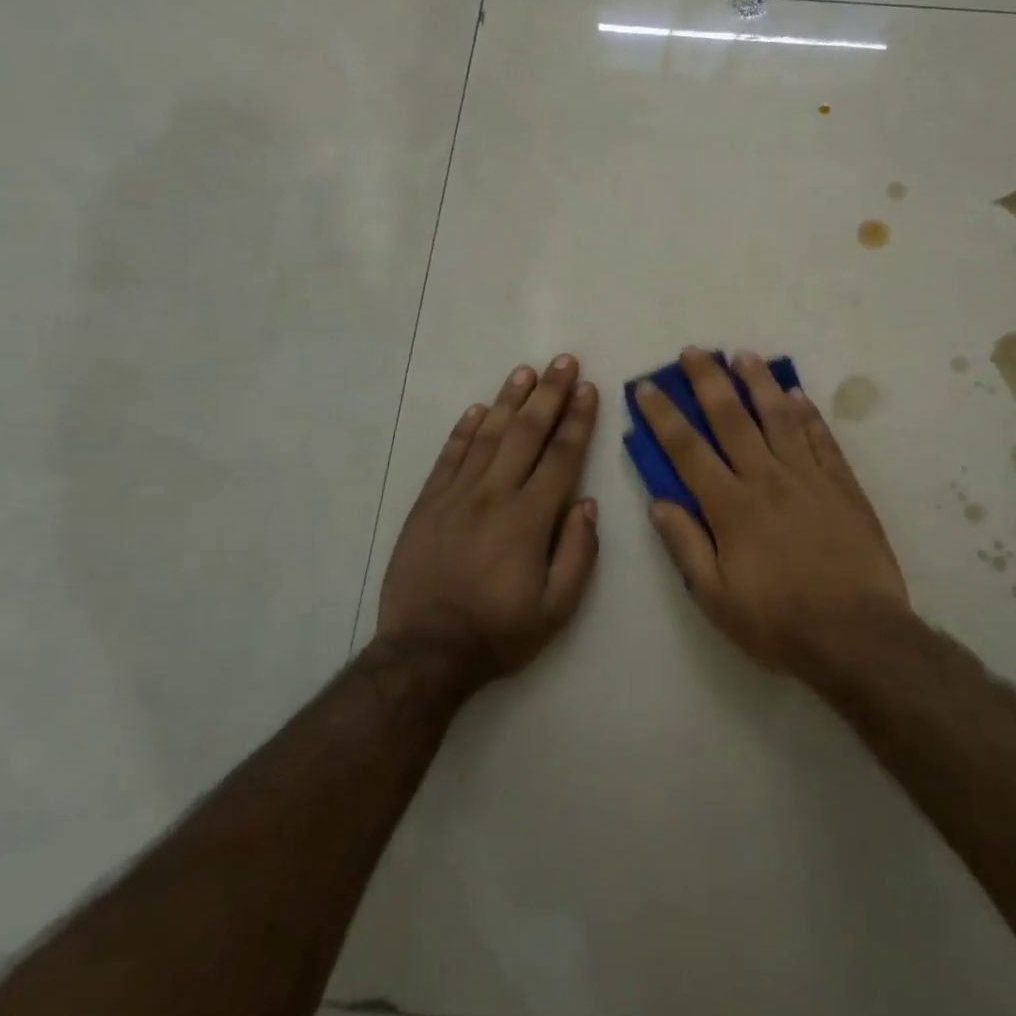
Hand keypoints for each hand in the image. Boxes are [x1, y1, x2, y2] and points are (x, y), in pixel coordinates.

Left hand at [375, 356, 599, 683]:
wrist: (426, 653)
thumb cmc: (500, 631)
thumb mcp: (557, 607)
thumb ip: (578, 552)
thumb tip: (587, 503)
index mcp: (529, 518)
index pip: (561, 456)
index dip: (578, 420)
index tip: (589, 389)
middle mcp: (494, 495)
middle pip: (526, 433)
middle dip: (549, 395)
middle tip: (563, 361)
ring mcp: (456, 496)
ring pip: (487, 436)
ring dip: (508, 400)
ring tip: (526, 371)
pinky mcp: (427, 505)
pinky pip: (449, 457)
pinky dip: (464, 430)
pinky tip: (478, 410)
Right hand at [635, 347, 910, 673]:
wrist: (857, 635)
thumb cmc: (779, 622)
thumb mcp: (716, 598)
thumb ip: (686, 545)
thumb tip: (658, 501)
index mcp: (731, 507)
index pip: (687, 450)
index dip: (664, 415)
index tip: (647, 387)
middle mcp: (767, 479)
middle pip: (732, 419)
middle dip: (708, 381)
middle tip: (694, 352)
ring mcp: (809, 477)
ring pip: (779, 416)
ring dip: (758, 383)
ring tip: (744, 356)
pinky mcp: (843, 484)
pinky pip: (821, 437)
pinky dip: (807, 412)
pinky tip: (796, 393)